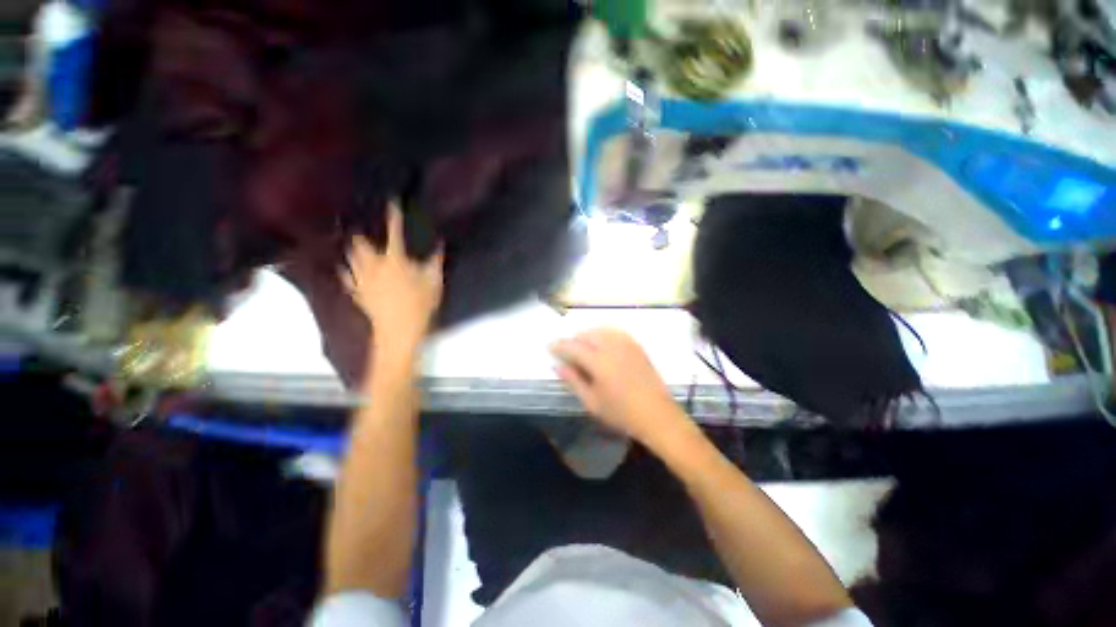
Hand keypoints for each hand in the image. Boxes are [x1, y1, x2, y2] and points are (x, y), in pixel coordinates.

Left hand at [341, 203, 442, 361]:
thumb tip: (440, 244)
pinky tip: (344, 268)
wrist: (399, 330)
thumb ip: (435, 261)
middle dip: (360, 232)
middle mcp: (374, 265)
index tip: (392, 202)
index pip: (395, 233)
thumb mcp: (434, 282)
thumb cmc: (420, 305)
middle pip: (361, 244)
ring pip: (351, 258)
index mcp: (395, 260)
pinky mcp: (358, 293)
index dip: (394, 217)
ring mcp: (363, 279)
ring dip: (351, 249)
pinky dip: (346, 271)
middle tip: (359, 224)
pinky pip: (347, 278)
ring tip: (350, 241)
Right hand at [550, 328, 690, 446]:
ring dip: (588, 335)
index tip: (550, 347)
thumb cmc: (621, 413)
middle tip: (567, 352)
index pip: (572, 346)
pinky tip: (603, 343)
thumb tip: (556, 365)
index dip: (559, 345)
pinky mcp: (636, 345)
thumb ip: (573, 380)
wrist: (657, 415)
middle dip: (573, 340)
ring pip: (600, 330)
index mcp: (598, 361)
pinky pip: (615, 331)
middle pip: (586, 334)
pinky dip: (604, 333)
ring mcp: (626, 344)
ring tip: (583, 347)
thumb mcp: (592, 402)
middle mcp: (611, 346)